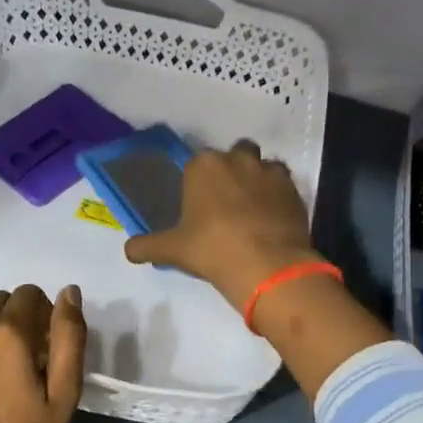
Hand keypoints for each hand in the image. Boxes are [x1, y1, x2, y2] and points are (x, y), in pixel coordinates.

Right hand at [123, 140, 320, 309]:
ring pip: (261, 167)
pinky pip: (283, 185)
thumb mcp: (172, 250)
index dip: (198, 185)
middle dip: (231, 173)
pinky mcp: (294, 188)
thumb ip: (147, 246)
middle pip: (233, 156)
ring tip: (252, 211)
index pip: (196, 165)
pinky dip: (277, 197)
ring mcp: (269, 170)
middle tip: (226, 205)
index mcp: (203, 166)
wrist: (266, 265)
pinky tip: (271, 219)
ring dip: (257, 181)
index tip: (199, 207)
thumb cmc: (212, 249)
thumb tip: (127, 250)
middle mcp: (237, 158)